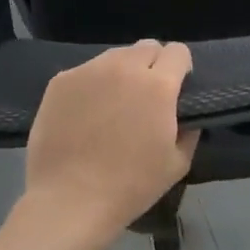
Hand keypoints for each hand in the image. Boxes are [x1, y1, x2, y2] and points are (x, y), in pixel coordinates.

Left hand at [20, 40, 199, 249]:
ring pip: (115, 56)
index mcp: (157, 85)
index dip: (180, 67)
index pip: (178, 51)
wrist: (68, 202)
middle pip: (147, 47)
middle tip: (145, 96)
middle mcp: (124, 67)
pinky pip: (86, 71)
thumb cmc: (129, 187)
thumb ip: (189, 130)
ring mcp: (89, 70)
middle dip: (153, 65)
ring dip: (122, 72)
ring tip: (113, 104)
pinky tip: (85, 114)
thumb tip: (186, 114)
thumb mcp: (176, 164)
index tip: (176, 88)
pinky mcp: (61, 80)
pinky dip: (92, 85)